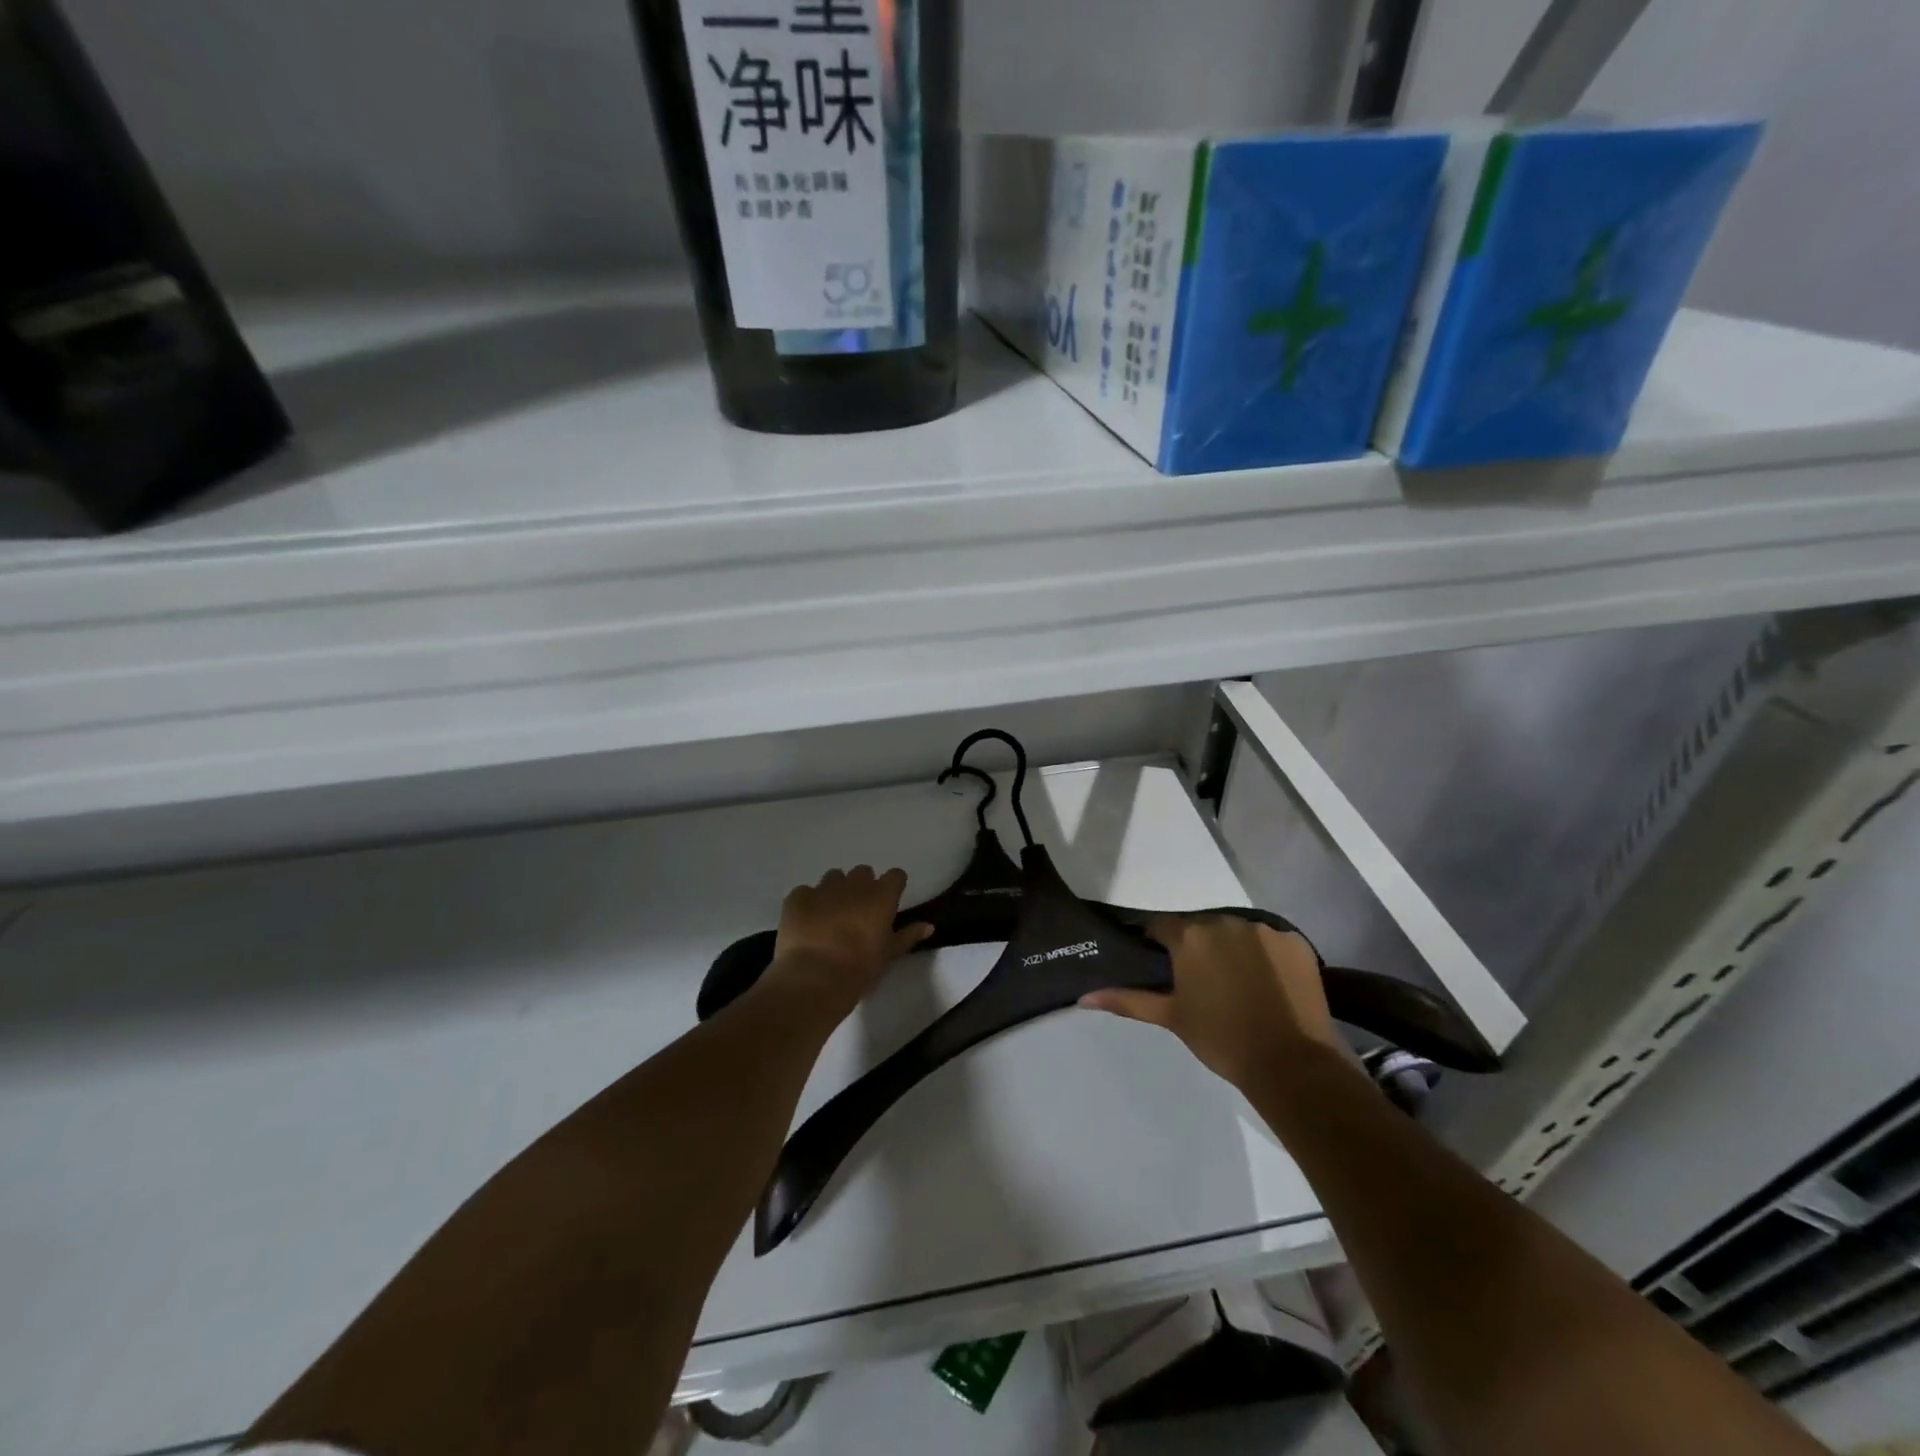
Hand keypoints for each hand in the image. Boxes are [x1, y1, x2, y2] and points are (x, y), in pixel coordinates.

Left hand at [764, 866, 931, 1022]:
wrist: (814, 979)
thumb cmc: (859, 969)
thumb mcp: (889, 955)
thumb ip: (908, 936)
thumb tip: (928, 926)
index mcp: (881, 896)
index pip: (895, 875)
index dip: (892, 887)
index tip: (889, 902)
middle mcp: (854, 884)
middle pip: (863, 872)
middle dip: (862, 886)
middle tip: (858, 911)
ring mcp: (823, 888)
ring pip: (833, 877)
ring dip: (835, 890)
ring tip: (830, 915)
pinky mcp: (797, 897)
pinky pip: (805, 892)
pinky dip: (808, 902)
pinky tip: (806, 922)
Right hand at [1080, 915, 1341, 1091]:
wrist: (1291, 1064)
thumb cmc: (1221, 1039)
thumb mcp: (1171, 1017)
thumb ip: (1128, 1000)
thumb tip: (1084, 996)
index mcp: (1190, 936)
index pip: (1161, 926)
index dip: (1157, 944)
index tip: (1161, 965)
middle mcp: (1224, 921)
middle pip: (1201, 927)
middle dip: (1197, 947)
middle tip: (1201, 981)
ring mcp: (1263, 929)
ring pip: (1236, 932)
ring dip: (1231, 949)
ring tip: (1238, 984)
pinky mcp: (1294, 940)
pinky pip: (1270, 940)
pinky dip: (1265, 956)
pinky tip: (1268, 984)